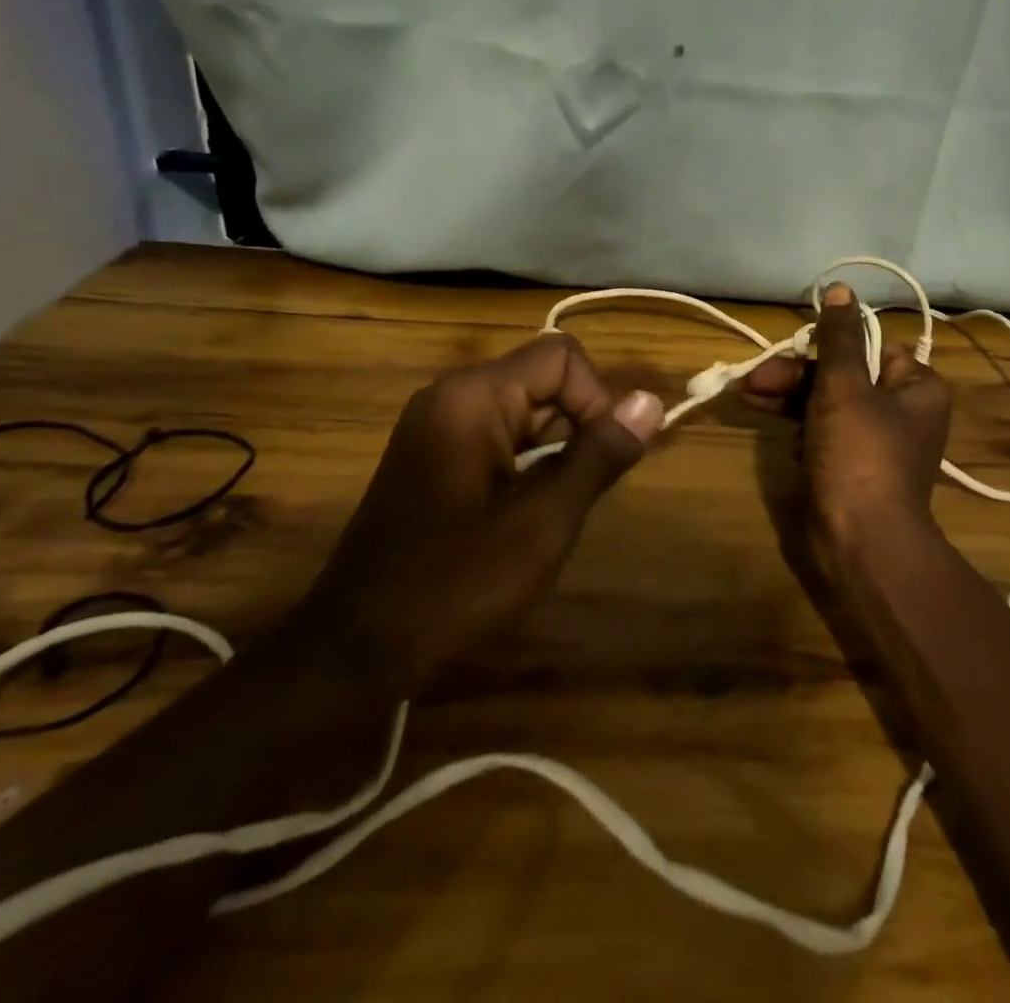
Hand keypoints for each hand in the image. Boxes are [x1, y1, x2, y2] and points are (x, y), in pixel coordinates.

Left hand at [301, 334, 664, 688]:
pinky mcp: (434, 455)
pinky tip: (524, 514)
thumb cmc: (455, 585)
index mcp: (473, 397)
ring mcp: (438, 425)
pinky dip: (527, 463)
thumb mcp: (543, 522)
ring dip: (554, 450)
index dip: (596, 400)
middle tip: (575, 496)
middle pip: (544, 379)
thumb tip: (652, 401)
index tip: (598, 462)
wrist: (356, 652)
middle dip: (576, 428)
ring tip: (550, 511)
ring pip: (526, 410)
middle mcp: (452, 395)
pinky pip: (500, 435)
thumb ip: (599, 455)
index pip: (562, 358)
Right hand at [741, 283, 950, 545]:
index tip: (793, 347)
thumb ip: (840, 337)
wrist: (862, 542)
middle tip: (755, 379)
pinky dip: (799, 427)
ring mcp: (875, 442)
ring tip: (747, 394)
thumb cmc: (860, 454)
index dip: (829, 345)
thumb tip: (841, 288)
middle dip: (796, 375)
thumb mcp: (846, 386)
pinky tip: (772, 424)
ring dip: (788, 397)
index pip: (870, 347)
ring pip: (827, 403)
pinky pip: (823, 433)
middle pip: (843, 375)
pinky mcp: (851, 467)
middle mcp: (901, 411)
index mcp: (916, 387)